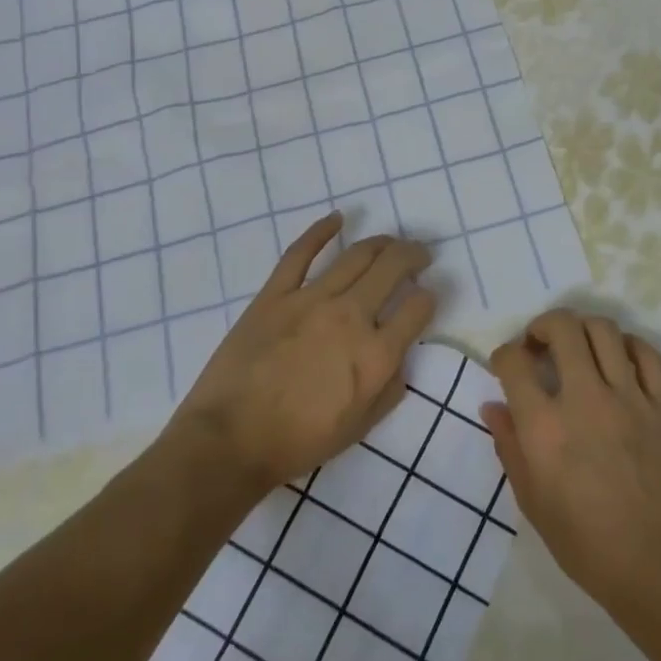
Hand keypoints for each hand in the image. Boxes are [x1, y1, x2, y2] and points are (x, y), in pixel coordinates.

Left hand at [168, 212, 435, 492]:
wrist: (231, 441)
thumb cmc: (299, 442)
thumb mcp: (361, 427)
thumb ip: (390, 388)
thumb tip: (399, 356)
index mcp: (376, 355)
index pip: (419, 307)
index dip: (429, 298)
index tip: (425, 297)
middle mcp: (351, 317)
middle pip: (393, 268)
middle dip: (414, 255)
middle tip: (420, 254)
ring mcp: (311, 300)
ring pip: (356, 255)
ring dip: (381, 243)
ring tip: (390, 242)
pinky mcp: (275, 294)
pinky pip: (300, 253)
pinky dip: (321, 231)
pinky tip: (338, 218)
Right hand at [483, 309, 660, 617]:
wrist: (660, 567)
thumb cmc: (586, 544)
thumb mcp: (532, 501)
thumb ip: (509, 446)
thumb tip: (493, 406)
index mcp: (545, 427)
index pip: (514, 362)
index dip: (503, 355)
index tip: (506, 367)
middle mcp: (585, 399)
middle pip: (562, 327)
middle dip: (542, 326)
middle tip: (539, 345)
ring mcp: (629, 398)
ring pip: (604, 330)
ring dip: (582, 329)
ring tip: (577, 347)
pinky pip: (647, 354)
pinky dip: (628, 345)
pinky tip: (618, 359)